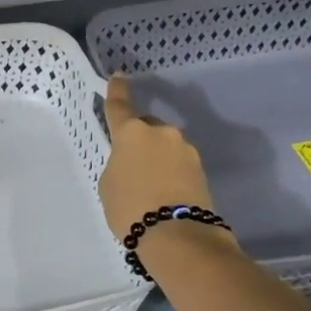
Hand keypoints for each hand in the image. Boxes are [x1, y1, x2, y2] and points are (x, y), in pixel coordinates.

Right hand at [97, 75, 221, 238]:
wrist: (176, 235)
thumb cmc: (130, 207)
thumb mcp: (109, 185)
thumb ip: (118, 164)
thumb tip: (134, 162)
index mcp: (131, 132)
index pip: (119, 106)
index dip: (117, 91)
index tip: (119, 76)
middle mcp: (161, 133)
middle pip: (145, 129)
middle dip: (139, 141)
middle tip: (130, 168)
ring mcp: (185, 150)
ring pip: (164, 148)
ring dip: (156, 159)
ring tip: (149, 188)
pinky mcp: (201, 169)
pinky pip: (178, 165)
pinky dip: (170, 173)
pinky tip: (164, 195)